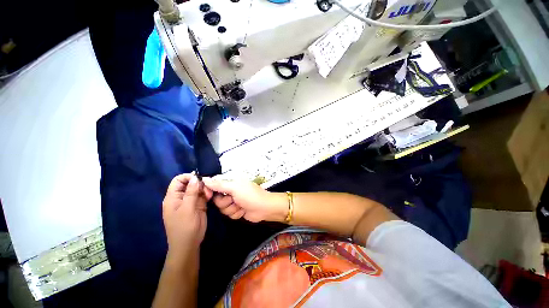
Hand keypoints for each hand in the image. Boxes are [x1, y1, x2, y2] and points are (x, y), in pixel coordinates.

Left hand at [162, 174, 212, 255]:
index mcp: (173, 197)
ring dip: (205, 189)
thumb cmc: (184, 227)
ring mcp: (190, 201)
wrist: (189, 244)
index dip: (188, 177)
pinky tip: (210, 197)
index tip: (199, 179)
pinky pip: (203, 195)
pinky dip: (207, 194)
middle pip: (190, 183)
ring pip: (198, 188)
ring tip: (209, 195)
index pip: (178, 180)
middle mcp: (181, 197)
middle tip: (207, 190)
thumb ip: (191, 192)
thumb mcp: (187, 209)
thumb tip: (195, 177)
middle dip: (199, 184)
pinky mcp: (198, 204)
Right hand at [202, 177, 286, 222]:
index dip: (209, 191)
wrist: (263, 208)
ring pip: (222, 209)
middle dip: (225, 202)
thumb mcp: (234, 188)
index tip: (209, 196)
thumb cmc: (250, 195)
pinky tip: (243, 211)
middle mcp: (230, 191)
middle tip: (234, 200)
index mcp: (230, 182)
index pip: (213, 184)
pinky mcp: (236, 210)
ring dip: (232, 209)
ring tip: (241, 205)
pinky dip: (236, 214)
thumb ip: (219, 184)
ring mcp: (233, 201)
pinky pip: (228, 214)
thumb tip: (204, 179)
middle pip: (216, 199)